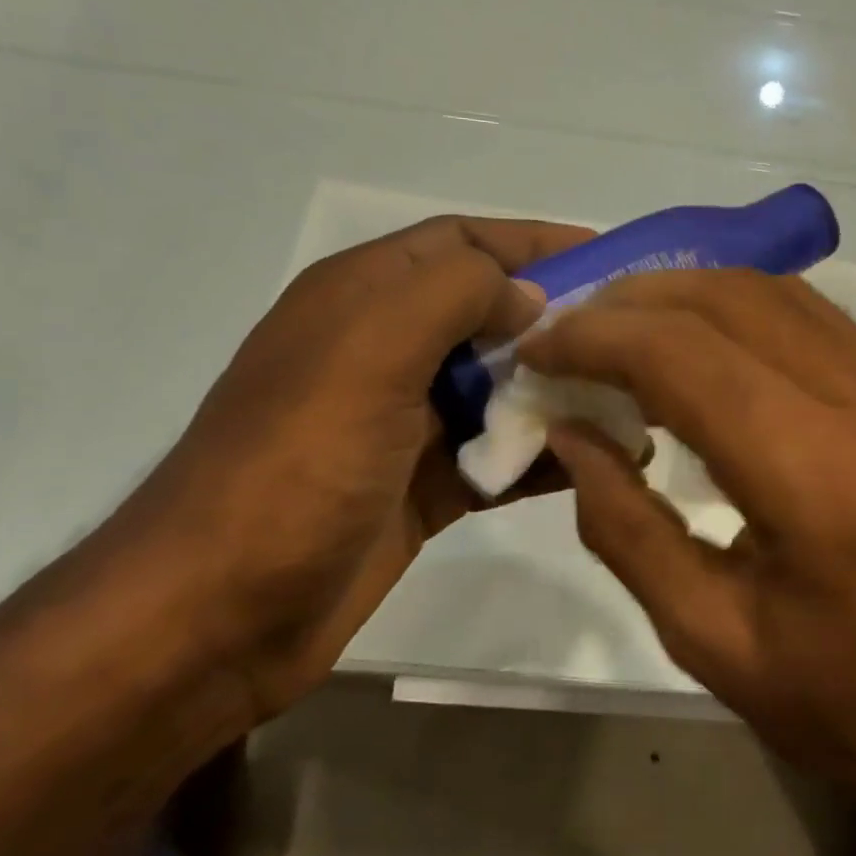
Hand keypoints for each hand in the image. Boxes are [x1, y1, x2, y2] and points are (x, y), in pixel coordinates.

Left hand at [105, 215, 591, 721]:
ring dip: (560, 390)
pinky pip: (498, 454)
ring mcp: (405, 422)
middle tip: (635, 336)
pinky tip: (601, 460)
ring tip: (634, 399)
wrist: (220, 614)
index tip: (609, 257)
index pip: (461, 243)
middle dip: (559, 319)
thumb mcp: (370, 350)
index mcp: (363, 298)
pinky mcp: (425, 485)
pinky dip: (544, 453)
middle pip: (489, 314)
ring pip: (500, 387)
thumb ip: (454, 296)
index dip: (533, 241)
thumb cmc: (297, 464)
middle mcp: (385, 349)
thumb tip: (527, 297)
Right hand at [518, 269, 855, 843]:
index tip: (540, 349)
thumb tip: (571, 436)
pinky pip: (815, 322)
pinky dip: (740, 312)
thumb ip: (625, 528)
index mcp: (821, 482)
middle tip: (572, 330)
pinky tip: (699, 345)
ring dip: (688, 294)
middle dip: (635, 300)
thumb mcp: (710, 641)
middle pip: (733, 300)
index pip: (687, 359)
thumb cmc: (851, 711)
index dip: (598, 339)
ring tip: (622, 328)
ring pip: (778, 294)